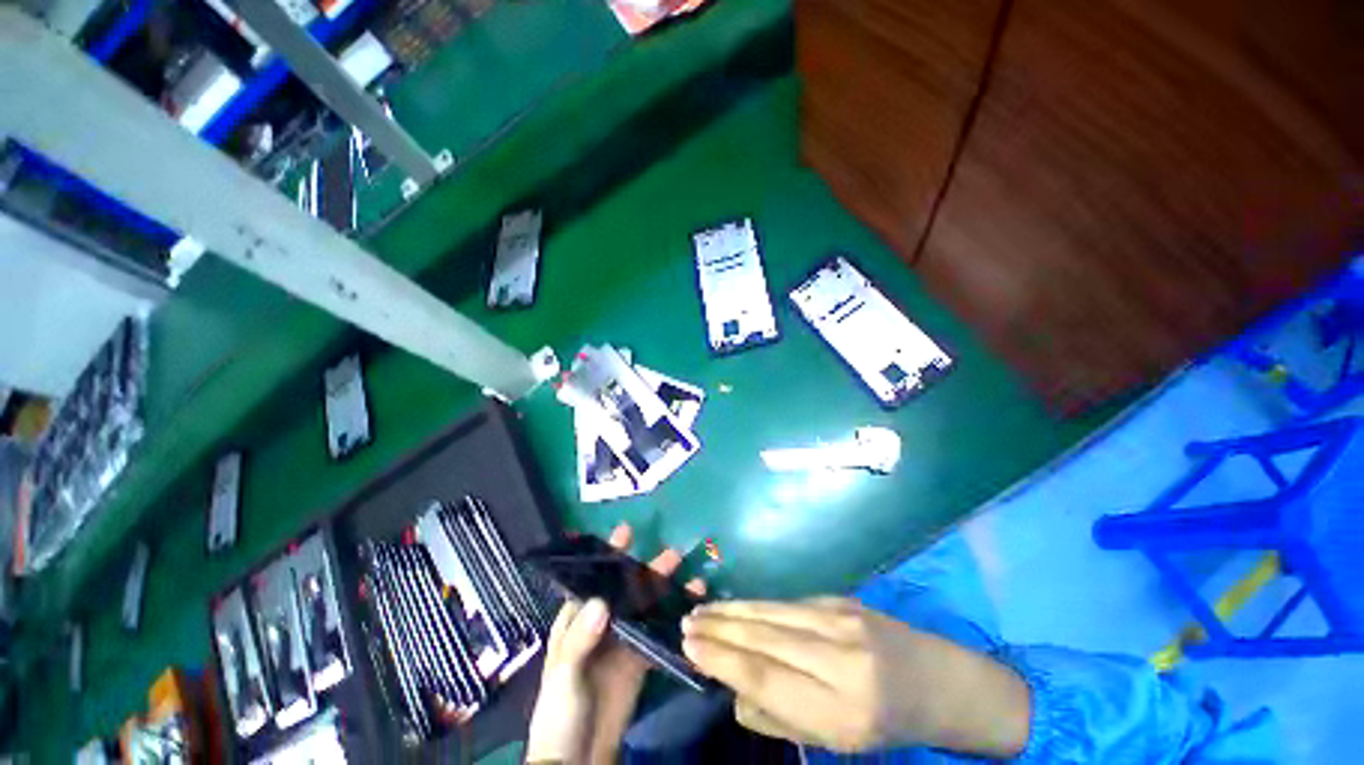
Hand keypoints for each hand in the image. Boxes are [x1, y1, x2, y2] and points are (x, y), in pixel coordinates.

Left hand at [525, 525, 705, 763]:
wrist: (577, 760)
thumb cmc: (559, 712)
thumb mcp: (563, 674)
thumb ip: (580, 638)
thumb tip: (603, 602)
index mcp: (578, 620)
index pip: (596, 581)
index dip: (611, 555)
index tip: (627, 531)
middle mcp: (601, 625)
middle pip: (628, 591)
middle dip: (649, 571)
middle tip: (674, 553)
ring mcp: (622, 643)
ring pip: (646, 609)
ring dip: (667, 593)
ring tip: (693, 579)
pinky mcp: (639, 663)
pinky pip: (657, 636)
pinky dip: (673, 624)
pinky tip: (691, 614)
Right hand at [681, 598, 1030, 756]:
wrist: (936, 681)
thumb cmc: (884, 723)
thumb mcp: (834, 741)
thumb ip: (779, 717)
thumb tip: (732, 688)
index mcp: (841, 710)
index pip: (766, 678)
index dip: (722, 659)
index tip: (689, 646)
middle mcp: (841, 658)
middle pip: (765, 638)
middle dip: (720, 629)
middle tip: (686, 622)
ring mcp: (842, 620)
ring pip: (773, 612)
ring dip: (733, 610)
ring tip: (702, 610)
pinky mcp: (841, 599)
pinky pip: (788, 603)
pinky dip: (757, 606)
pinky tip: (737, 608)